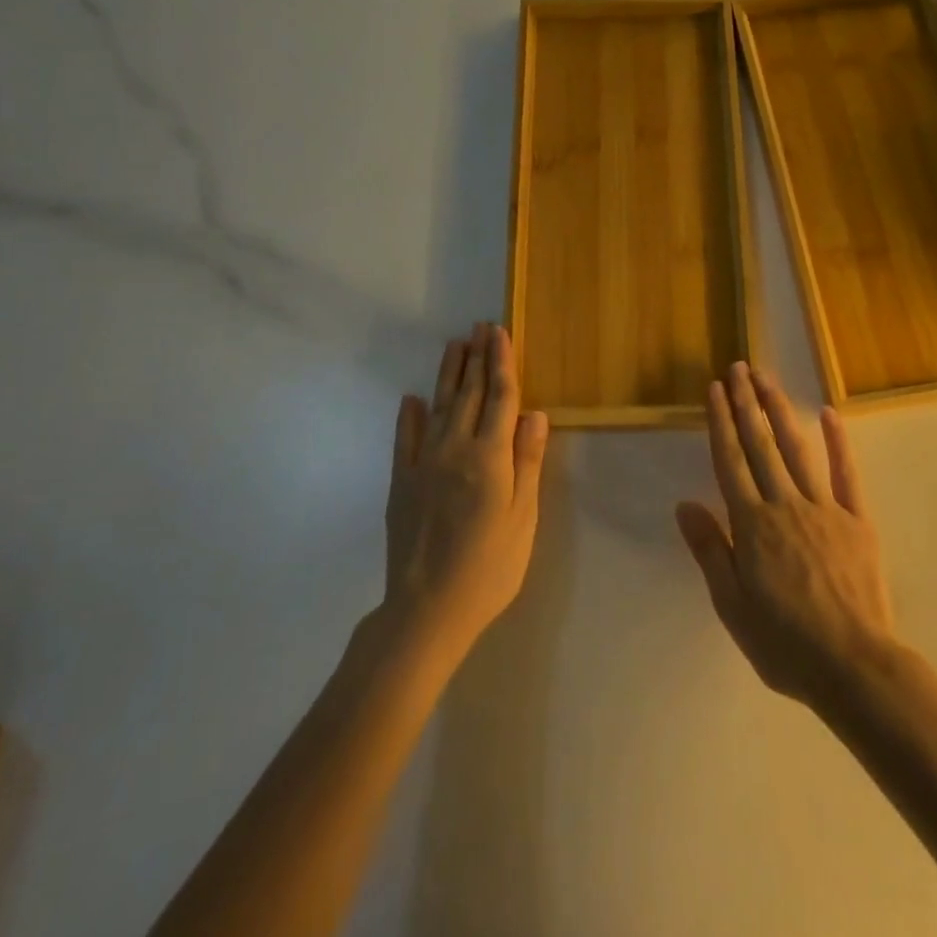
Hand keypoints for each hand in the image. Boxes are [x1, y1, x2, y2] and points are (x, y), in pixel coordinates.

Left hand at [384, 323, 548, 661]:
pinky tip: (410, 399)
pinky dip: (408, 416)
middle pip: (468, 394)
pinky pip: (404, 440)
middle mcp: (455, 449)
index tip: (499, 333)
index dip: (501, 362)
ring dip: (447, 375)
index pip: (500, 397)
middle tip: (479, 327)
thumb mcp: (523, 518)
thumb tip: (535, 414)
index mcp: (490, 457)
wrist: (427, 609)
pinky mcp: (400, 483)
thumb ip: (527, 462)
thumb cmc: (490, 567)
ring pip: (438, 407)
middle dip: (476, 358)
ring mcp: (423, 464)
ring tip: (454, 346)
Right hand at [676, 362, 897, 710]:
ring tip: (767, 379)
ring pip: (797, 448)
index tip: (714, 389)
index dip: (721, 422)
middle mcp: (785, 504)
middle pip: (761, 444)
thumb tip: (685, 504)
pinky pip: (846, 473)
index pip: (731, 461)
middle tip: (738, 368)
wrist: (854, 667)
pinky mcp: (857, 519)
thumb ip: (710, 550)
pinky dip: (837, 441)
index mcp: (752, 524)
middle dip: (746, 403)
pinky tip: (828, 413)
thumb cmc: (784, 642)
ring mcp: (825, 508)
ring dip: (780, 410)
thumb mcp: (732, 605)